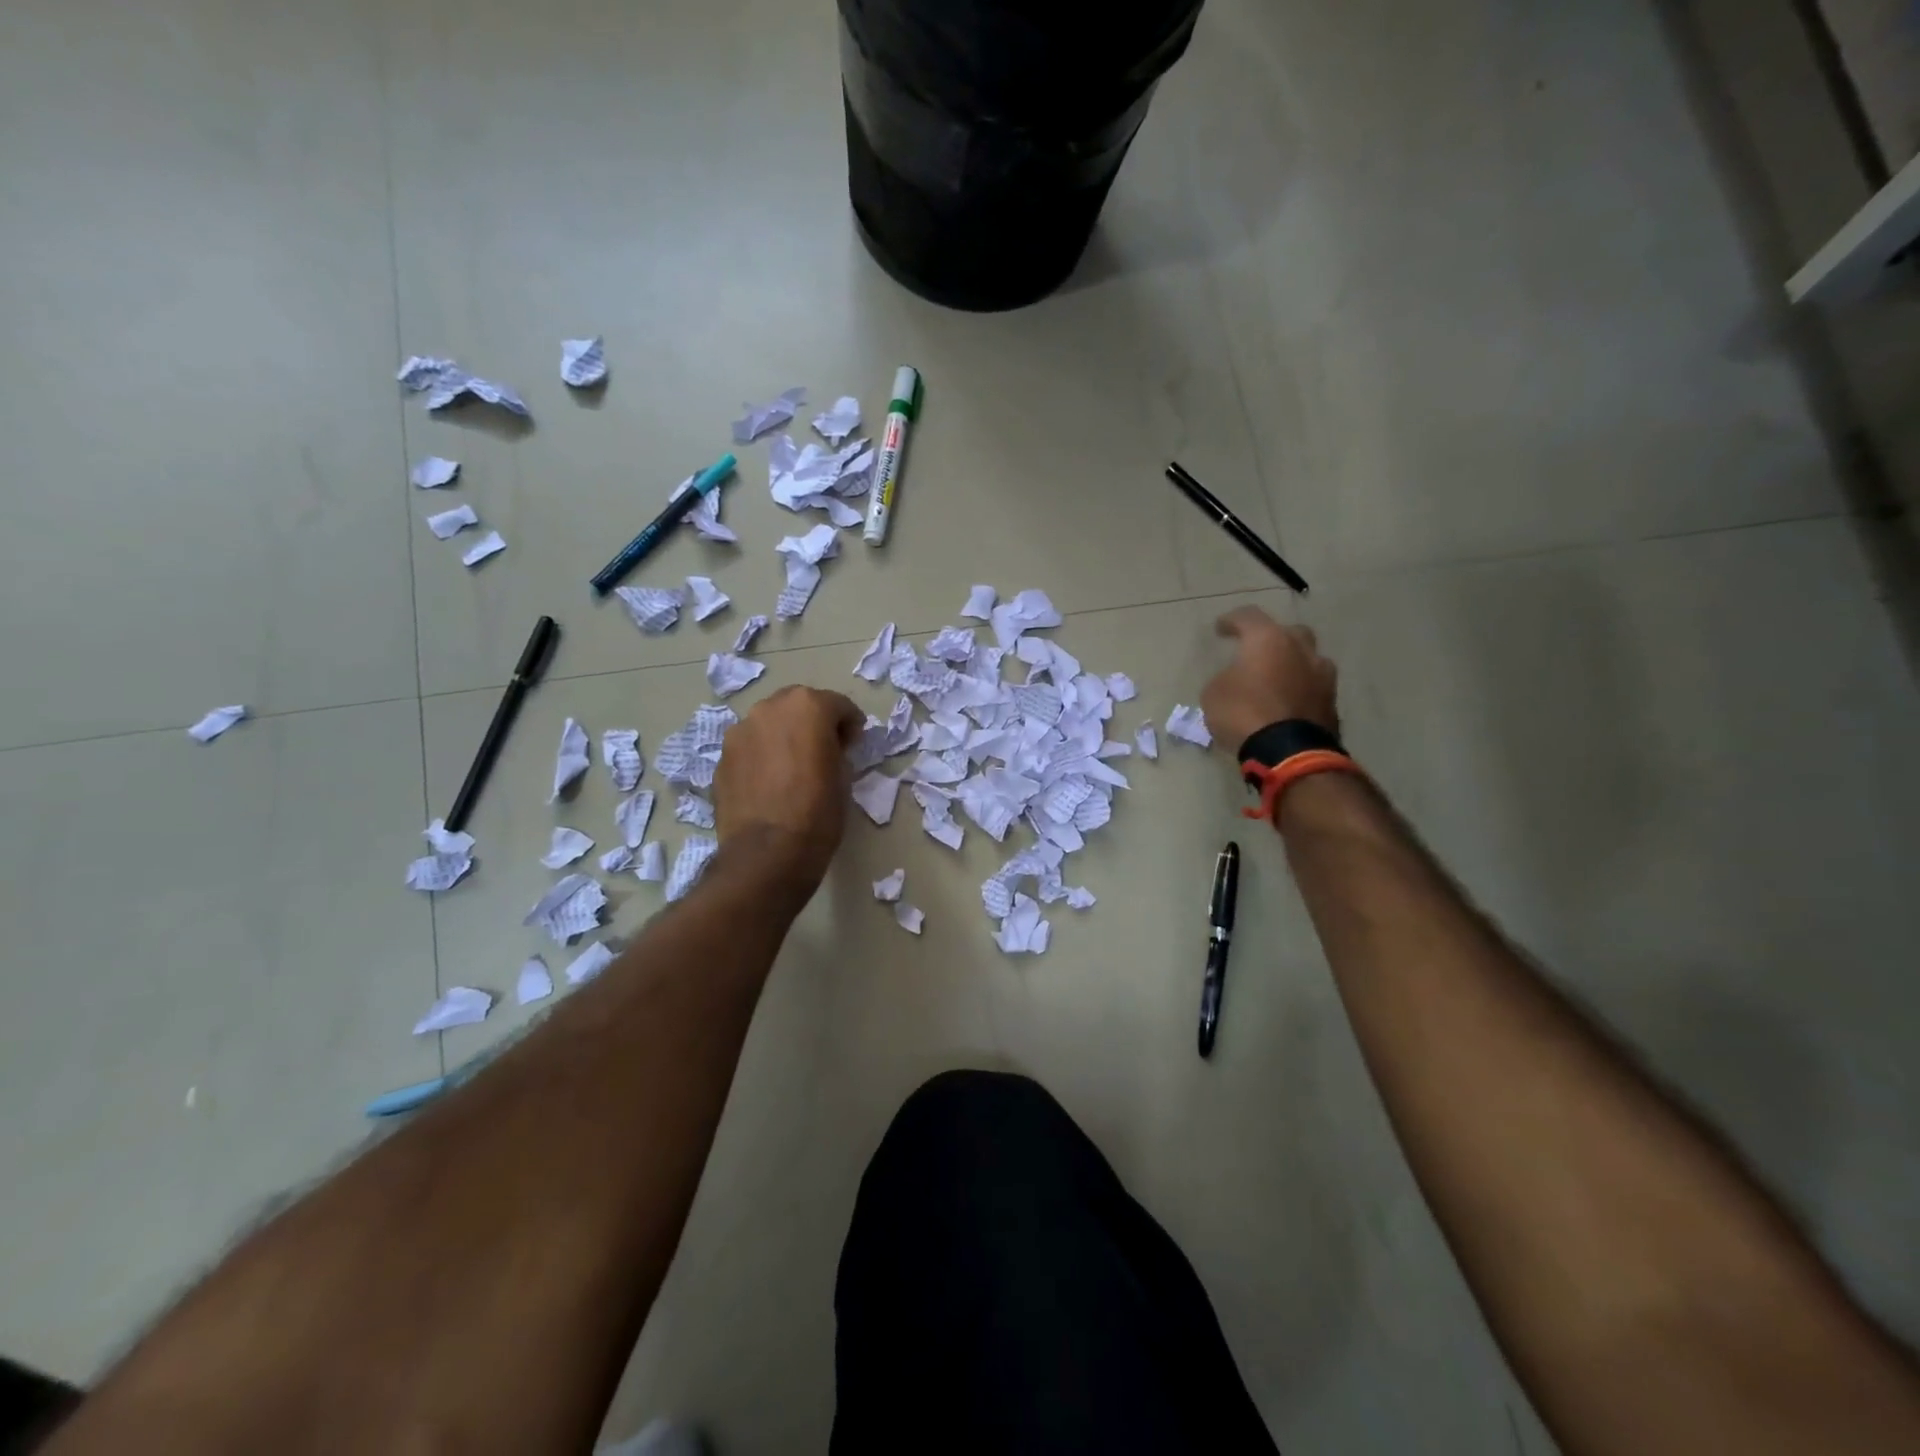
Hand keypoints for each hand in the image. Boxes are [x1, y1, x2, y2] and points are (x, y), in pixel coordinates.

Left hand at [714, 686, 864, 887]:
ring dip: (784, 736)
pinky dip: (762, 756)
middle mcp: (769, 708)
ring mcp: (740, 731)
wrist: (767, 853)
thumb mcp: (844, 777)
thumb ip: (837, 750)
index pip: (837, 705)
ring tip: (792, 766)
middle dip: (813, 722)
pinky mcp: (722, 757)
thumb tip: (830, 748)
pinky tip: (770, 783)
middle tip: (824, 749)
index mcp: (807, 707)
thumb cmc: (818, 813)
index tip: (854, 745)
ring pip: (769, 724)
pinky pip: (750, 747)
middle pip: (798, 705)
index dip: (850, 724)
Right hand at [1202, 607, 1339, 751]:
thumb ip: (1225, 678)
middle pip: (1290, 632)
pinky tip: (1288, 703)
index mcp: (1269, 640)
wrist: (1288, 752)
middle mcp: (1301, 650)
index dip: (1232, 621)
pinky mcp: (1332, 703)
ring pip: (1308, 659)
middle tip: (1257, 652)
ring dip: (1293, 665)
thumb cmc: (1244, 713)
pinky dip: (1300, 690)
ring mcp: (1322, 676)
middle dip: (1273, 639)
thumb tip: (1237, 679)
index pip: (1249, 617)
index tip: (1220, 628)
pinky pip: (1313, 688)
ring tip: (1277, 679)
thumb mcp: (1214, 693)